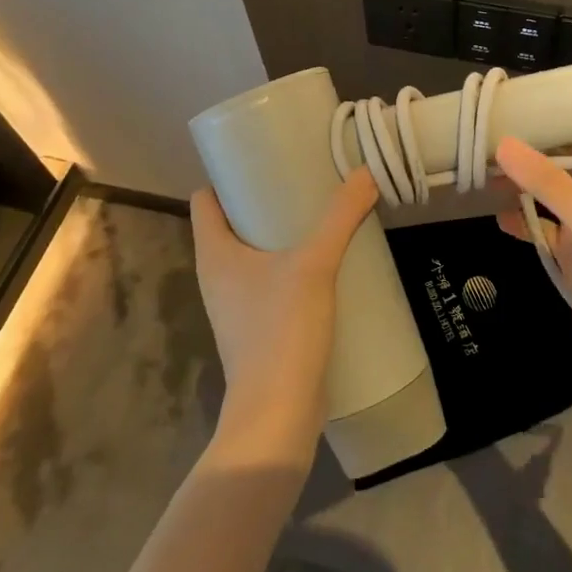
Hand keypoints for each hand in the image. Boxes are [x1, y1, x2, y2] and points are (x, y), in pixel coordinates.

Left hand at [190, 170, 378, 464]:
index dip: (227, 175)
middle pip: (231, 222)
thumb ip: (340, 216)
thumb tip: (365, 173)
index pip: (205, 200)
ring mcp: (235, 304)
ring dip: (279, 233)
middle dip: (263, 198)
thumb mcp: (314, 265)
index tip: (263, 157)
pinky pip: (268, 279)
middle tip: (301, 177)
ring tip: (317, 212)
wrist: (277, 415)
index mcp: (214, 254)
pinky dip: (289, 263)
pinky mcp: (256, 326)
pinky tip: (323, 259)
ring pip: (252, 252)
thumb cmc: (280, 331)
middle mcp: (217, 275)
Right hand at [495, 137, 571, 392]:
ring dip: (518, 188)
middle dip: (521, 157)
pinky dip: (522, 223)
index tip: (497, 115)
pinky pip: (543, 231)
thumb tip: (505, 143)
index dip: (539, 126)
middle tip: (475, 145)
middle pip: (555, 167)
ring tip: (477, 176)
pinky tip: (498, 219)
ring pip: (546, 198)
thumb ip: (550, 185)